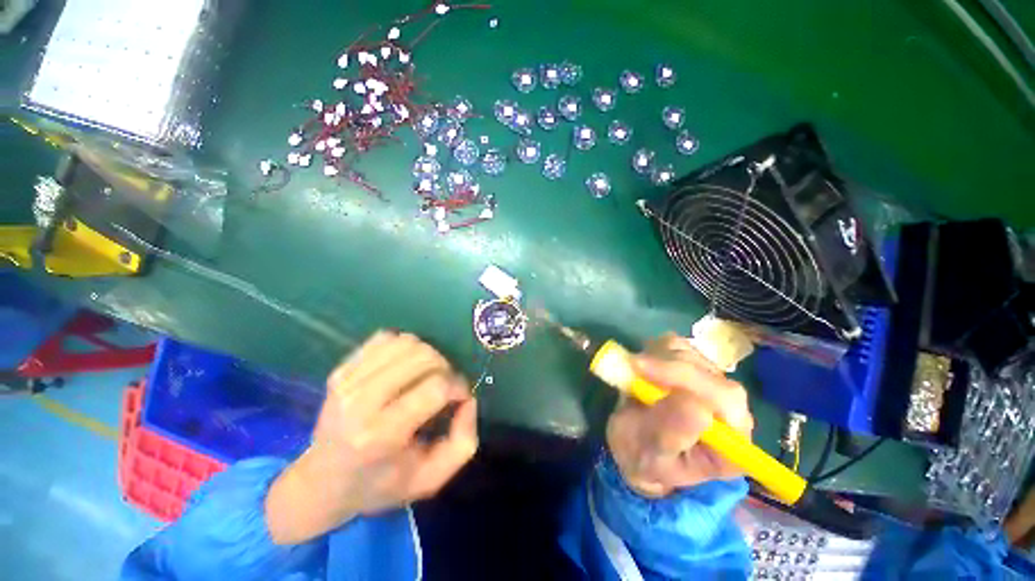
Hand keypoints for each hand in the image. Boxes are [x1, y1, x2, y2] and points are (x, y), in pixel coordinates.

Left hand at [266, 331, 477, 543]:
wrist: (320, 484)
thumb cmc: (380, 485)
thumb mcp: (431, 478)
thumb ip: (463, 441)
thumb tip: (468, 399)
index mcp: (382, 436)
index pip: (435, 387)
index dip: (458, 387)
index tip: (459, 398)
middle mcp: (361, 403)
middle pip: (423, 357)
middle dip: (445, 367)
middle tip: (444, 384)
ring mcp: (347, 382)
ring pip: (406, 342)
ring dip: (427, 354)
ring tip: (426, 375)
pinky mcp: (340, 370)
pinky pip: (385, 338)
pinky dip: (404, 347)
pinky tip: (404, 367)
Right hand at [606, 333, 753, 497]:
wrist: (636, 448)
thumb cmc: (644, 460)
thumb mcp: (651, 458)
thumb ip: (672, 436)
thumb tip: (697, 406)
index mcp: (732, 442)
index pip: (725, 398)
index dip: (685, 377)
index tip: (641, 367)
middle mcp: (731, 410)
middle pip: (708, 370)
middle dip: (665, 366)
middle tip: (631, 367)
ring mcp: (712, 384)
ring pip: (690, 353)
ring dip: (657, 358)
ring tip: (636, 377)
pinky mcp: (693, 367)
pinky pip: (676, 345)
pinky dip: (654, 350)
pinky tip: (643, 369)